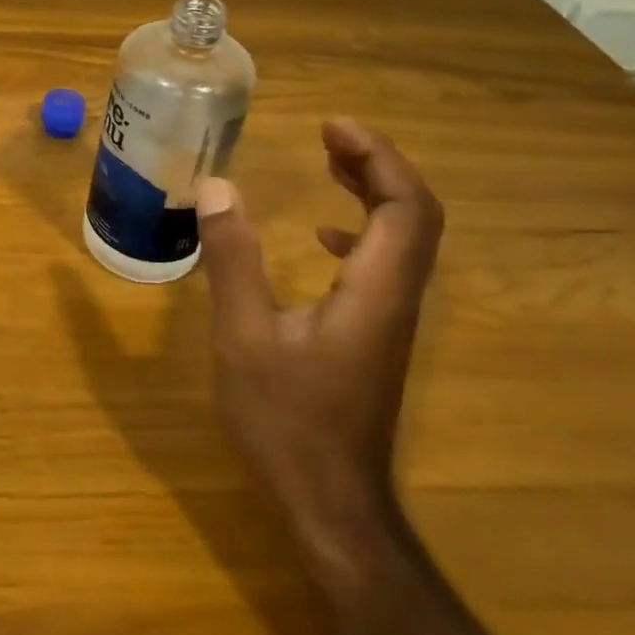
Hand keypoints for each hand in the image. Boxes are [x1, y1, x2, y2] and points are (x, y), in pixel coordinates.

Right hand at [196, 119, 442, 556]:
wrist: (331, 507)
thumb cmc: (287, 421)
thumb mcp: (245, 335)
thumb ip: (233, 258)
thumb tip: (219, 186)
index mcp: (374, 291)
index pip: (406, 206)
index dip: (377, 157)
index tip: (332, 127)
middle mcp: (395, 298)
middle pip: (414, 215)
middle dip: (377, 165)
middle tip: (328, 137)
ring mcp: (389, 320)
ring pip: (402, 239)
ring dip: (372, 193)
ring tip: (328, 165)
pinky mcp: (374, 335)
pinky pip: (383, 264)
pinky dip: (360, 229)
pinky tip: (321, 235)